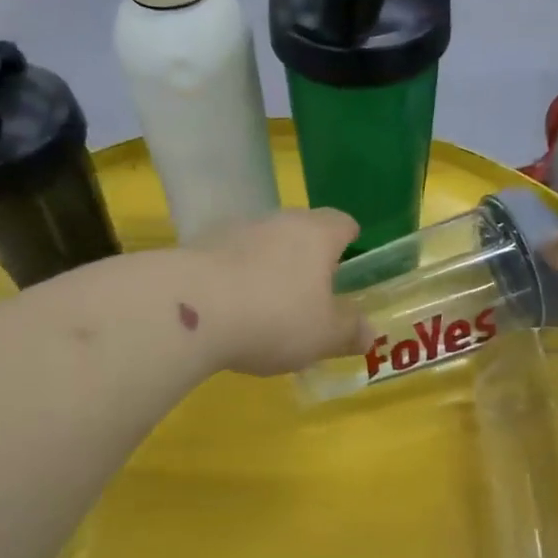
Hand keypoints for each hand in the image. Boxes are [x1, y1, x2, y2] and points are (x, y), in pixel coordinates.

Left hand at [189, 210, 365, 375]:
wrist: (189, 310)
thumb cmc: (274, 318)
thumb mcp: (323, 336)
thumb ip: (349, 331)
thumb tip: (368, 332)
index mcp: (316, 235)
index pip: (342, 223)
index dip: (349, 241)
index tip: (349, 264)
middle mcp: (277, 221)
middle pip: (301, 230)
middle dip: (307, 258)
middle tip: (310, 295)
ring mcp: (233, 231)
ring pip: (262, 244)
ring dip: (268, 268)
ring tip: (266, 308)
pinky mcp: (196, 248)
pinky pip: (228, 261)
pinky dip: (234, 280)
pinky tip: (230, 313)